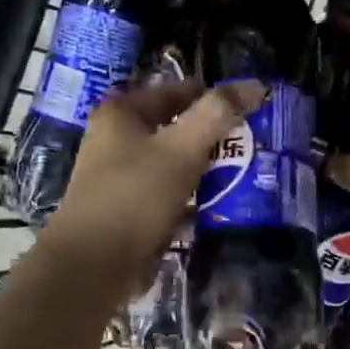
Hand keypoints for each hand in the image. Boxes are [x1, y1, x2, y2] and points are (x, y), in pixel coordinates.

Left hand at [40, 78, 262, 294]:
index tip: (251, 110)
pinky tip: (222, 204)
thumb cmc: (135, 195)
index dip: (213, 96)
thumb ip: (218, 113)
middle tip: (254, 143)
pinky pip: (171, 194)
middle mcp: (117, 140)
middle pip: (176, 127)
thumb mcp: (182, 148)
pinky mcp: (131, 210)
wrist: (94, 264)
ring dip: (207, 168)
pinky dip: (194, 196)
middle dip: (214, 136)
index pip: (176, 91)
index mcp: (122, 113)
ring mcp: (123, 177)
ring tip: (246, 172)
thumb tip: (256, 84)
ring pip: (175, 163)